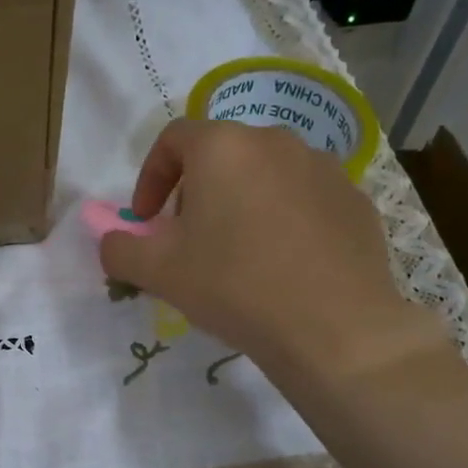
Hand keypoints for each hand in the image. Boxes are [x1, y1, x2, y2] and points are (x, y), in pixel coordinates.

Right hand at [100, 119, 444, 385]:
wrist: (333, 328)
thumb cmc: (234, 287)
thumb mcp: (157, 272)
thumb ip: (119, 249)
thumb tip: (112, 241)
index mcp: (223, 148)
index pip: (173, 139)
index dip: (150, 178)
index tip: (147, 220)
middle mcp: (276, 142)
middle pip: (221, 155)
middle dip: (195, 193)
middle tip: (189, 241)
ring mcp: (324, 169)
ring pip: (265, 176)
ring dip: (241, 204)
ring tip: (238, 255)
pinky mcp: (355, 200)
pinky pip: (304, 200)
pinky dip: (284, 221)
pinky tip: (283, 266)